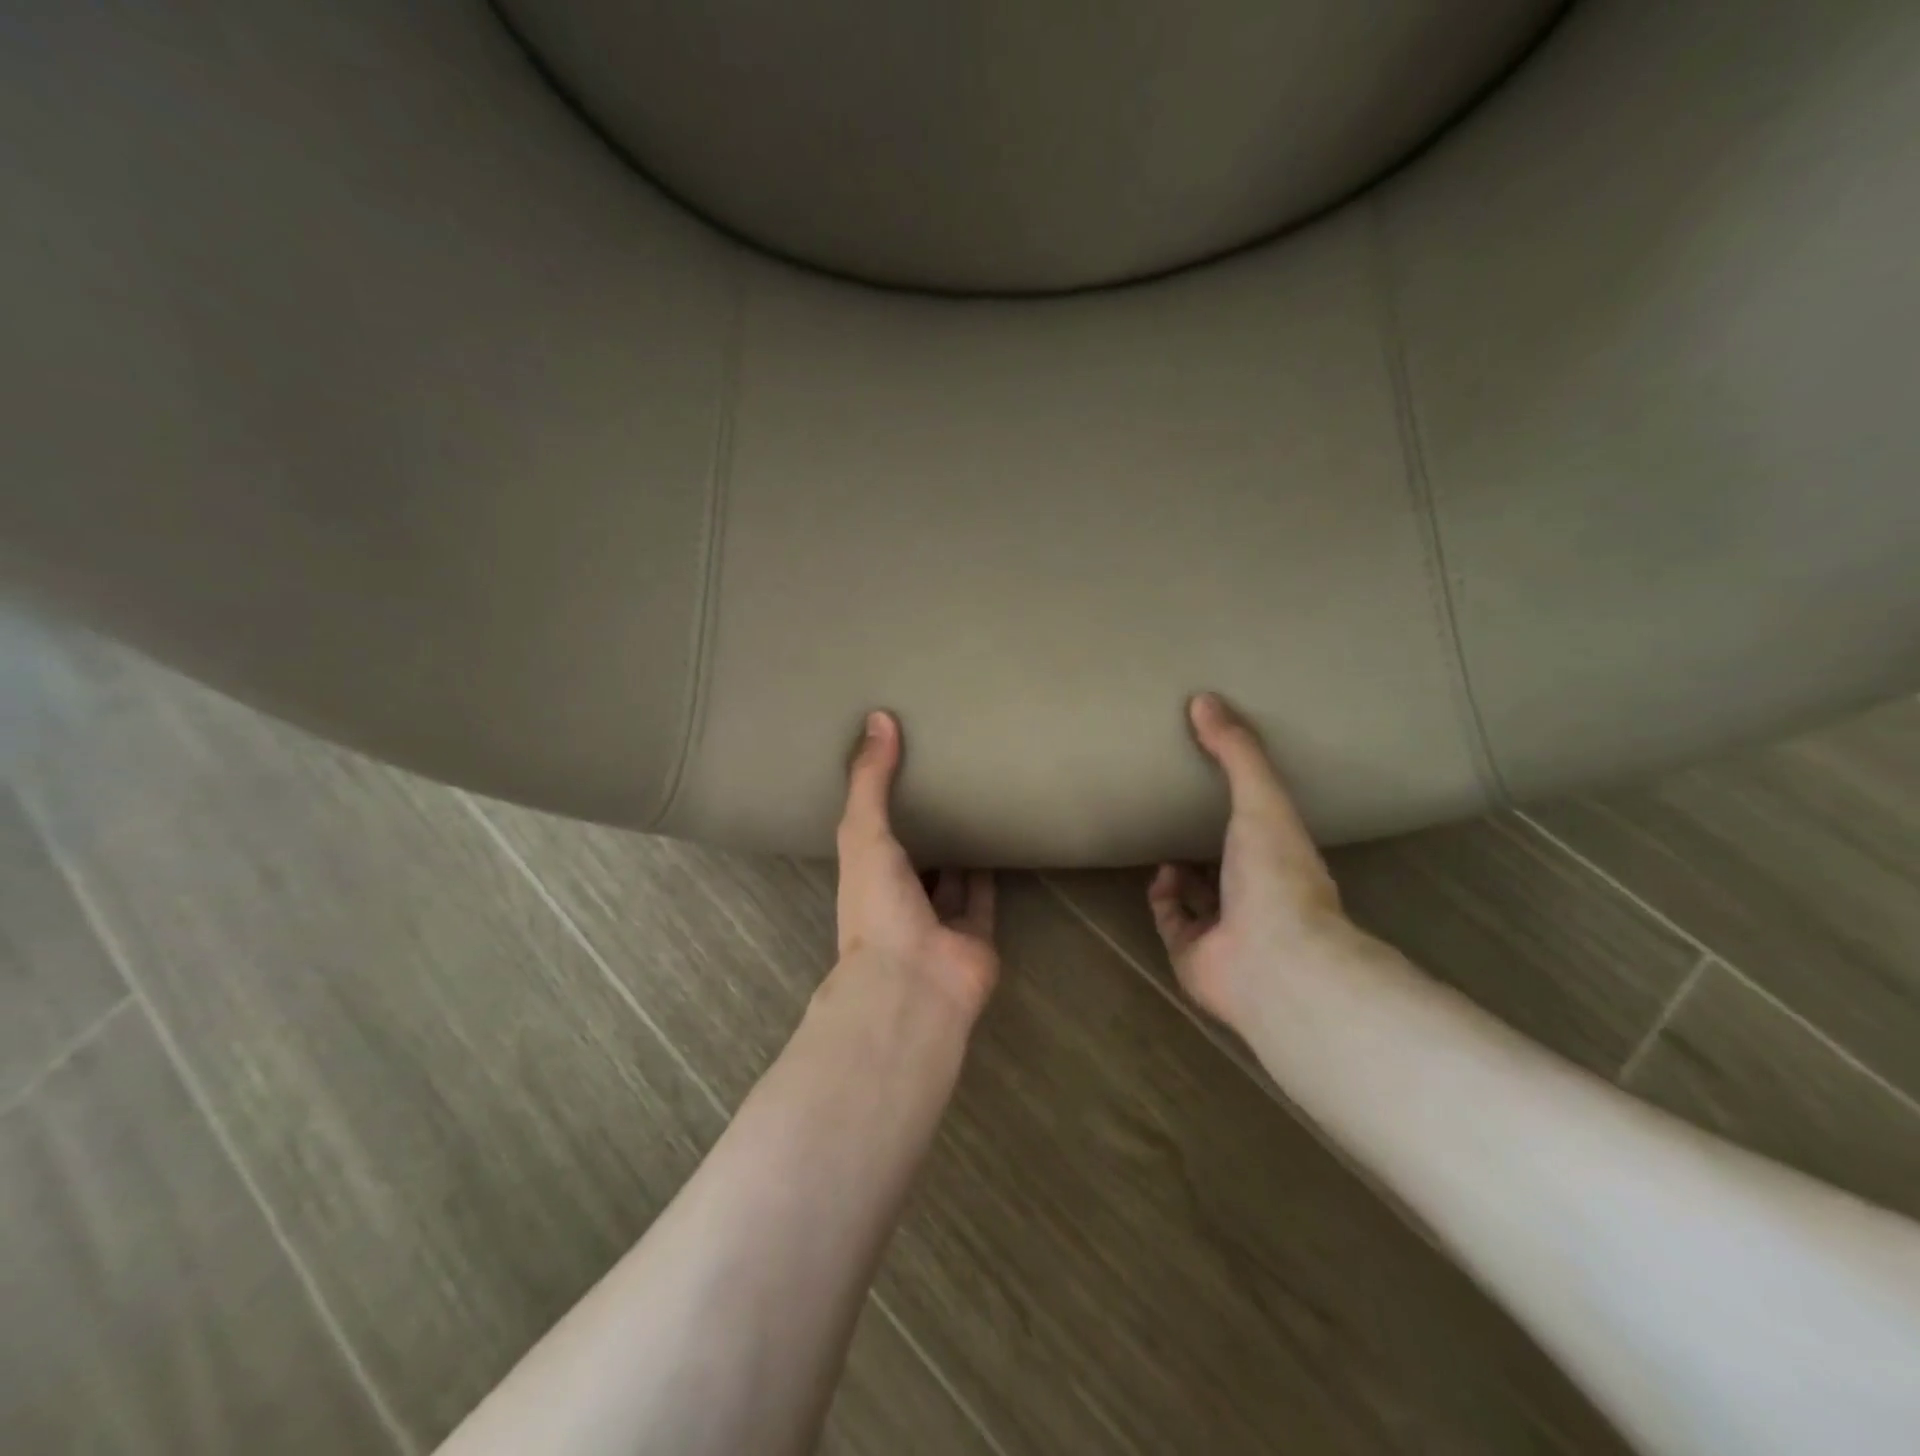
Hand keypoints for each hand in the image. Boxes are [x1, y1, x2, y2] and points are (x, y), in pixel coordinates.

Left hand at [834, 711, 997, 1016]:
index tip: (897, 765)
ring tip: (977, 799)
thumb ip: (870, 780)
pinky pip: (986, 894)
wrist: (915, 982)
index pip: (871, 834)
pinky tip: (1003, 835)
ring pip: (952, 875)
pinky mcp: (977, 933)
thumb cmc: (878, 906)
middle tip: (946, 776)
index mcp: (866, 877)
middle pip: (915, 855)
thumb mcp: (863, 833)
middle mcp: (900, 898)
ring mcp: (939, 920)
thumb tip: (879, 717)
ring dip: (961, 844)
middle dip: (926, 822)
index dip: (882, 802)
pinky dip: (993, 869)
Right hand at [1150, 693, 1351, 1029]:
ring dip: (1181, 871)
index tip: (1216, 781)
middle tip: (1176, 808)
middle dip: (1205, 840)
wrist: (1273, 959)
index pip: (1262, 831)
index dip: (1242, 809)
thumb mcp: (1262, 800)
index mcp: (1282, 861)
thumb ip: (1237, 752)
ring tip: (1159, 836)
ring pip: (1199, 896)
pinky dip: (1163, 899)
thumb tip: (1203, 698)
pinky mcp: (1193, 954)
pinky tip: (1158, 875)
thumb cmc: (1276, 875)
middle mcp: (1257, 896)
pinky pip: (1171, 921)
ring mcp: (1226, 930)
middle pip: (1227, 864)